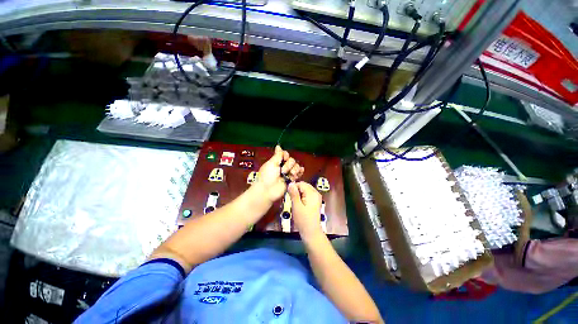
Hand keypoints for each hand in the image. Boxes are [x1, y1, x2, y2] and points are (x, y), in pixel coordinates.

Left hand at [257, 146, 303, 202]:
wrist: (268, 190)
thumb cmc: (267, 176)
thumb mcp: (271, 163)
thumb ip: (277, 155)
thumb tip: (278, 146)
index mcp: (277, 161)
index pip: (285, 154)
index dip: (286, 156)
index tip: (283, 159)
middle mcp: (283, 166)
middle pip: (292, 160)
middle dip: (288, 165)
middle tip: (282, 171)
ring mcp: (288, 173)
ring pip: (296, 166)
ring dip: (294, 170)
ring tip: (289, 176)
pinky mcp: (292, 179)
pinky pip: (299, 173)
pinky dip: (300, 172)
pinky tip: (300, 171)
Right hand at [288, 181, 322, 238]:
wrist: (311, 232)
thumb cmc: (303, 219)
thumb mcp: (296, 206)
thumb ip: (294, 193)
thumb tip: (290, 183)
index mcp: (312, 193)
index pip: (301, 183)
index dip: (294, 187)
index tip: (288, 194)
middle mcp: (316, 193)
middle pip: (304, 186)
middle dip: (296, 190)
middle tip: (291, 199)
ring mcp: (316, 197)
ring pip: (305, 190)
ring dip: (299, 193)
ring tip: (295, 202)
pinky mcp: (315, 201)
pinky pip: (307, 194)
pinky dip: (302, 196)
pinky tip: (299, 204)